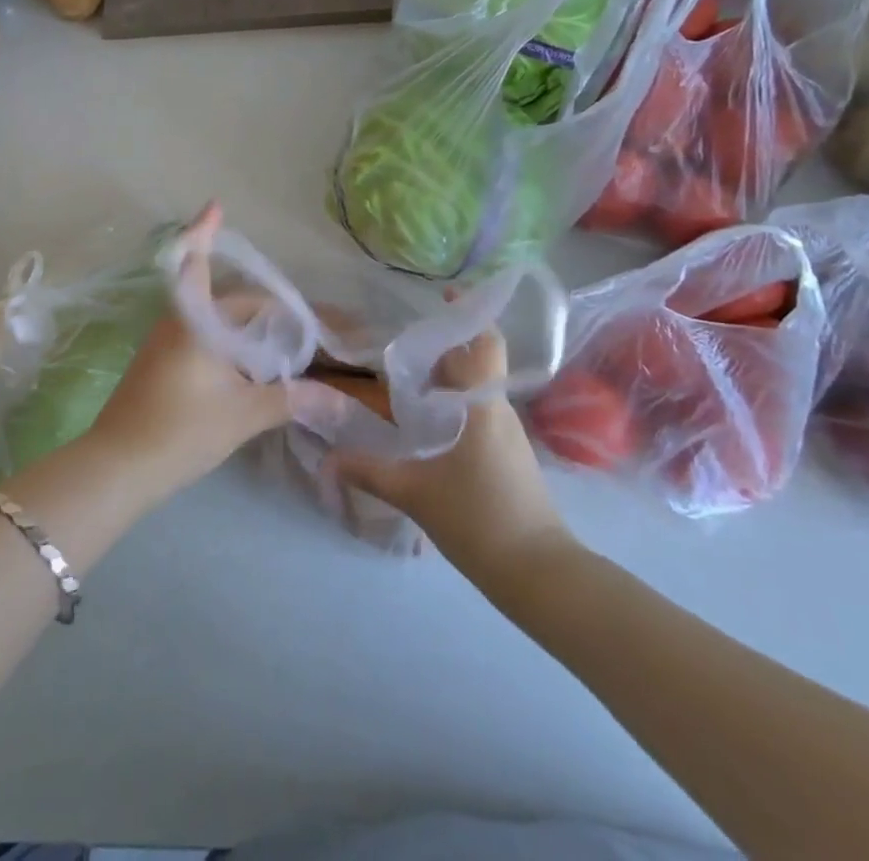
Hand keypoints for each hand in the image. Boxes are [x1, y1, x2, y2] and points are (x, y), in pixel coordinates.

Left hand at [86, 204, 292, 493]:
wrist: (118, 468)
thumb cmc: (181, 429)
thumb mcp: (243, 414)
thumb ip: (291, 400)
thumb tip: (341, 402)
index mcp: (194, 321)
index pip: (201, 264)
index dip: (206, 232)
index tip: (215, 204)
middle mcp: (175, 323)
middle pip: (222, 299)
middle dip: (258, 306)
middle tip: (296, 324)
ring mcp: (162, 344)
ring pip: (209, 321)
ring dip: (241, 325)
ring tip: (278, 344)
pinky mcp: (157, 366)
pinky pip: (198, 338)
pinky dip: (225, 342)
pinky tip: (245, 366)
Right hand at [327, 323, 566, 574]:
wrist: (541, 575)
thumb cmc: (481, 519)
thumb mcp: (416, 494)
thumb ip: (370, 471)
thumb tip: (327, 459)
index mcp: (483, 405)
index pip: (486, 343)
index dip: (469, 313)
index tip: (443, 294)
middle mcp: (499, 410)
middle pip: (474, 363)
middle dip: (441, 349)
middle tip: (399, 345)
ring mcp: (507, 435)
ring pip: (475, 391)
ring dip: (445, 380)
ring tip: (403, 382)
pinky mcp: (508, 458)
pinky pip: (477, 415)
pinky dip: (452, 408)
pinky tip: (424, 426)